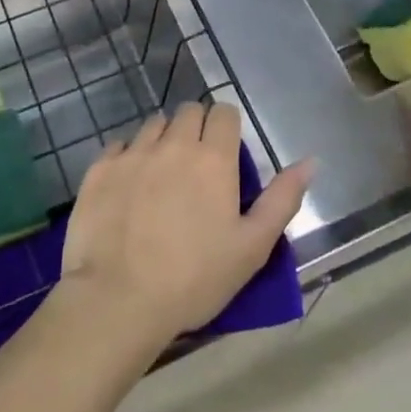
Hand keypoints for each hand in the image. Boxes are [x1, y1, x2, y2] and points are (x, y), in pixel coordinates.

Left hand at [59, 103, 312, 351]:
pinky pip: (119, 146)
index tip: (226, 155)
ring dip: (163, 140)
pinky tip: (129, 188)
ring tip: (162, 176)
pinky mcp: (99, 169)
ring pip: (153, 125)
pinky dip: (128, 158)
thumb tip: (310, 161)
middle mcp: (172, 143)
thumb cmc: (194, 278)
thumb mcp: (252, 247)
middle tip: (196, 166)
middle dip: (196, 128)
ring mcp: (132, 153)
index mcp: (213, 158)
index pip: (224, 112)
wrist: (118, 300)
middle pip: (188, 111)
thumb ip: (282, 199)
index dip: (227, 128)